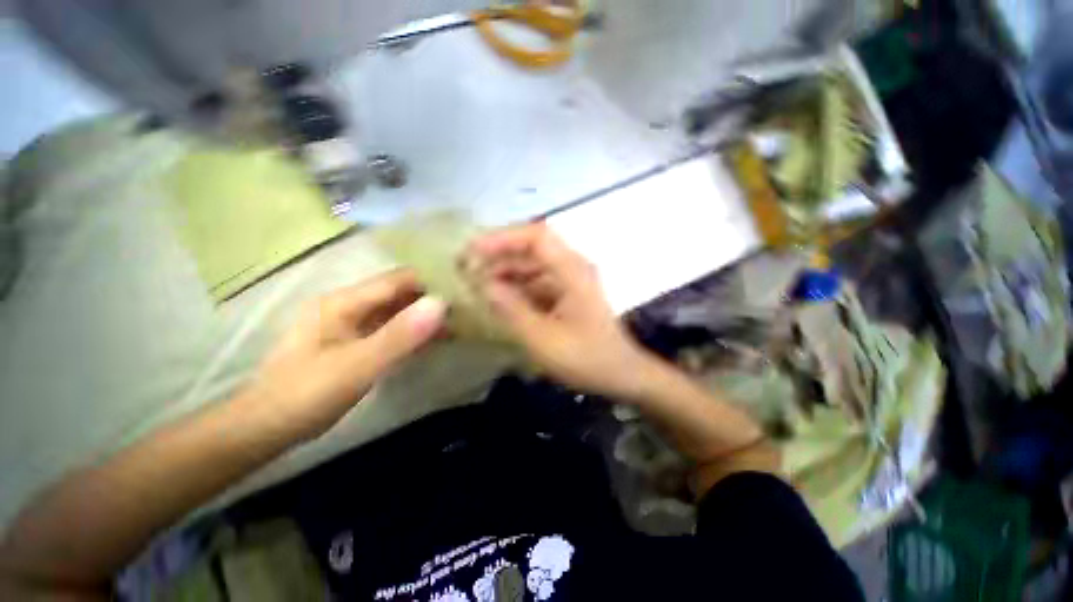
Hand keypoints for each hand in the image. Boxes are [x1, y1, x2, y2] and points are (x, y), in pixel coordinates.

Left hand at [240, 270, 445, 439]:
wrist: (266, 427)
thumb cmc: (306, 394)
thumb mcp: (357, 366)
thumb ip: (399, 335)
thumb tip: (441, 304)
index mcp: (344, 301)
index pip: (398, 279)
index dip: (432, 279)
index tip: (465, 284)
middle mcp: (349, 305)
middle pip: (400, 293)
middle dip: (433, 297)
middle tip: (469, 304)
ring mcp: (352, 323)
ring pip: (398, 311)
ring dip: (427, 314)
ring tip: (462, 319)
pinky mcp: (356, 341)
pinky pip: (393, 328)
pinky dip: (415, 331)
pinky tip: (437, 337)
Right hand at [466, 223, 659, 399]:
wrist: (621, 375)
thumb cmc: (586, 358)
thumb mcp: (544, 339)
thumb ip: (512, 310)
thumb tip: (482, 284)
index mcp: (572, 270)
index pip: (535, 237)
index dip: (502, 239)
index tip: (472, 251)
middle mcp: (572, 268)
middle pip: (531, 249)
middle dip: (497, 256)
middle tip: (465, 270)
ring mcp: (570, 281)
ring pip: (531, 267)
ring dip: (505, 273)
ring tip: (476, 286)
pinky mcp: (567, 295)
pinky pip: (536, 283)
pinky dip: (516, 289)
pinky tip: (499, 301)